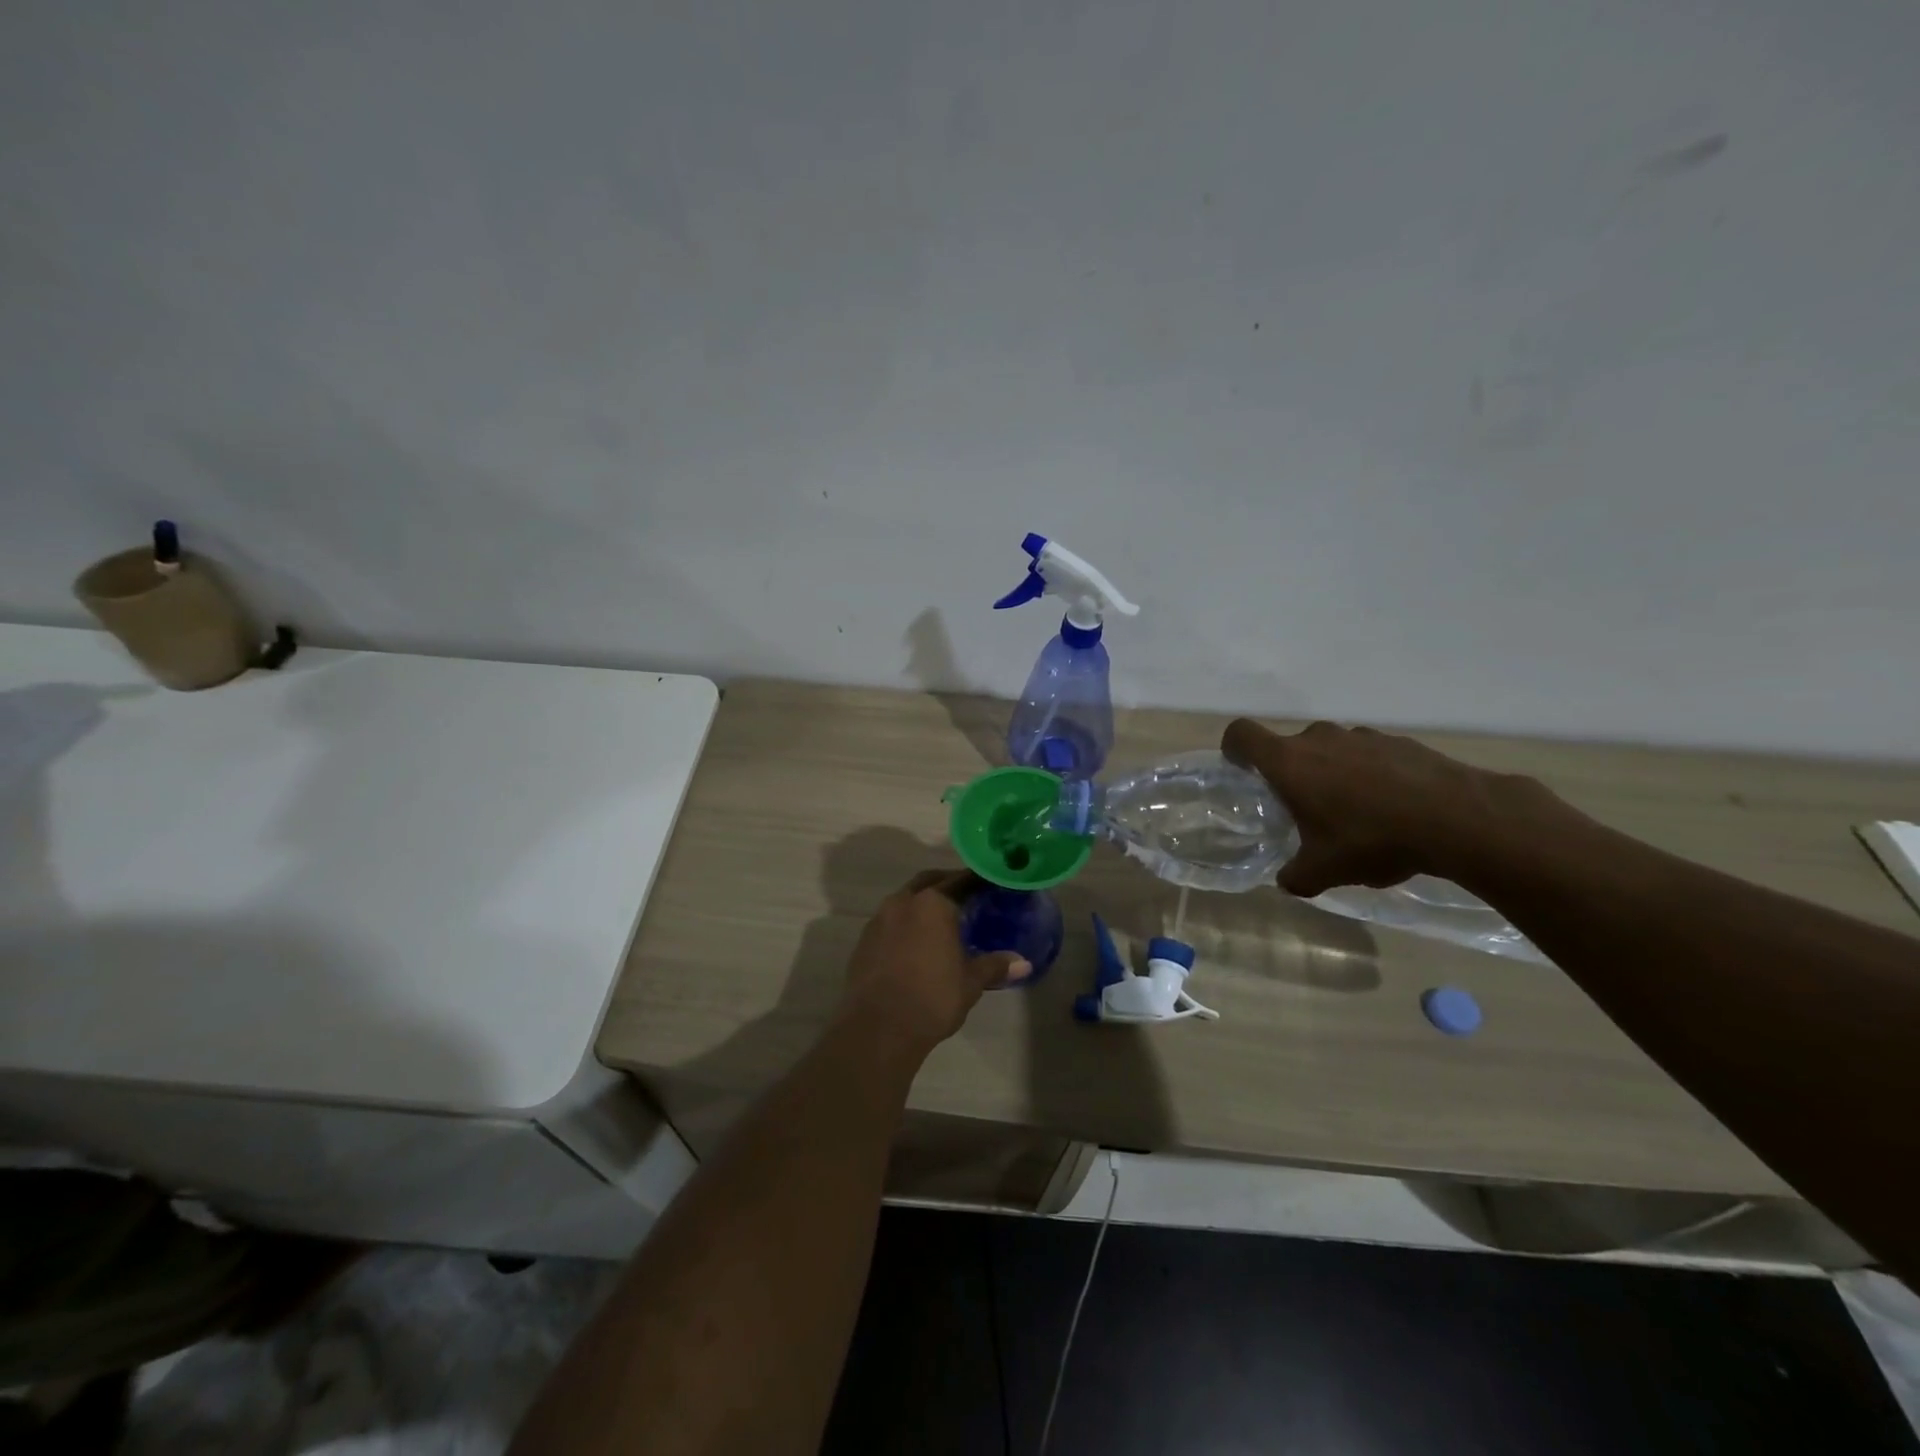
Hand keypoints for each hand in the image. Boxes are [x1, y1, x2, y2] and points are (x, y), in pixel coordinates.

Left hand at [840, 870, 1030, 1056]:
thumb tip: (1024, 964)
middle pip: (929, 882)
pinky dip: (905, 923)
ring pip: (905, 899)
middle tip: (967, 895)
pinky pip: (889, 921)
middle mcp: (903, 902)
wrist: (878, 1028)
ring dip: (922, 903)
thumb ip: (995, 966)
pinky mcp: (864, 941)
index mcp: (933, 904)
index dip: (977, 881)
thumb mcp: (970, 982)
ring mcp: (879, 920)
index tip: (990, 883)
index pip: (961, 881)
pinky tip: (915, 943)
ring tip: (941, 920)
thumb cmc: (932, 998)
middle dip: (947, 884)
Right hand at [1222, 718, 1557, 896]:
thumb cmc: (1371, 839)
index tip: (1242, 771)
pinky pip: (1370, 755)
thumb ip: (1296, 876)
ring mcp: (1363, 736)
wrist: (1458, 819)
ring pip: (1332, 749)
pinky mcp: (1401, 742)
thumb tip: (1287, 881)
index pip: (1242, 734)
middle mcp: (1320, 739)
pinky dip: (1371, 775)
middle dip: (1293, 773)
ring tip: (1356, 812)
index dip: (1234, 749)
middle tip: (1306, 809)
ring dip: (1334, 772)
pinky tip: (1393, 809)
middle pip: (1290, 746)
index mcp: (1289, 762)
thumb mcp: (1324, 871)